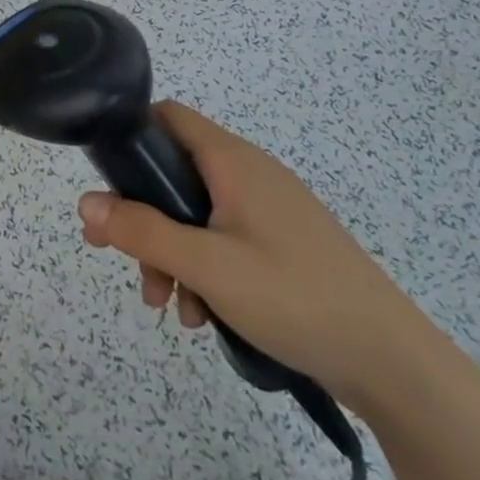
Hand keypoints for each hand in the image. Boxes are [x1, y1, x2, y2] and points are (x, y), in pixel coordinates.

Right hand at [77, 101, 436, 412]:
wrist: (393, 363)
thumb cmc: (293, 297)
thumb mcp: (206, 266)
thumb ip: (141, 231)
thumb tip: (85, 202)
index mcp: (232, 160)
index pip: (168, 116)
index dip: (131, 136)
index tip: (108, 180)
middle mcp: (250, 172)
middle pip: (175, 172)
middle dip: (145, 216)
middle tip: (125, 259)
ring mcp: (270, 208)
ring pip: (198, 212)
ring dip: (173, 251)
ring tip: (171, 306)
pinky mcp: (284, 242)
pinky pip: (226, 237)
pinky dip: (205, 266)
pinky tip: (205, 315)